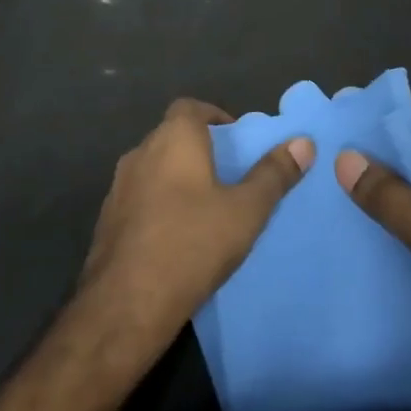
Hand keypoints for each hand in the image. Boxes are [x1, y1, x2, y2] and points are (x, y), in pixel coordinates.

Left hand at [80, 98, 313, 347]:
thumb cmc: (192, 244)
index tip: (236, 138)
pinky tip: (177, 234)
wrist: (125, 303)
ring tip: (207, 205)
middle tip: (230, 174)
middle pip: (171, 136)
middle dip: (199, 148)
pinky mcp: (107, 220)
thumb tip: (303, 142)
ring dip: (177, 177)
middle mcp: (140, 153)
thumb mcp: (246, 211)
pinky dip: (159, 203)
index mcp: (173, 140)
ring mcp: (119, 187)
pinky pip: (140, 197)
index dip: (213, 116)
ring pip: (154, 168)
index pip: (189, 107)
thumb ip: (274, 174)